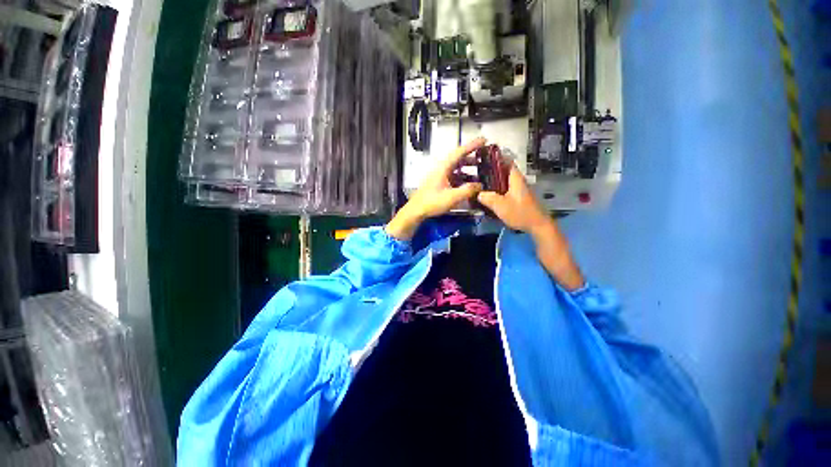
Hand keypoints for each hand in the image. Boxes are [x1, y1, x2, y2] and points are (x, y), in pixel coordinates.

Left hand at [386, 138, 485, 239]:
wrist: (416, 210)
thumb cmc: (431, 202)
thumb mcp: (452, 197)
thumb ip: (467, 190)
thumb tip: (479, 186)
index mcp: (443, 168)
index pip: (459, 152)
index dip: (472, 145)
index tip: (483, 140)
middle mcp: (441, 169)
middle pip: (458, 159)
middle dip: (471, 157)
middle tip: (482, 157)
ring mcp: (439, 176)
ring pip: (455, 168)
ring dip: (467, 169)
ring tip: (478, 172)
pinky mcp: (438, 183)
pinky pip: (453, 176)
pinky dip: (462, 178)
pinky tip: (467, 185)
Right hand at [477, 164, 551, 234]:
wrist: (537, 225)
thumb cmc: (520, 213)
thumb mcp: (501, 206)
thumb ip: (488, 198)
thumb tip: (478, 193)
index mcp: (515, 179)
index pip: (506, 161)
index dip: (496, 157)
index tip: (484, 157)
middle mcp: (518, 181)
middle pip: (503, 171)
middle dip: (491, 170)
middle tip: (477, 173)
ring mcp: (518, 190)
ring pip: (504, 181)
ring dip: (493, 181)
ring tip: (479, 183)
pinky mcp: (518, 198)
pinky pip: (505, 190)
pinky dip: (497, 190)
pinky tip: (488, 195)